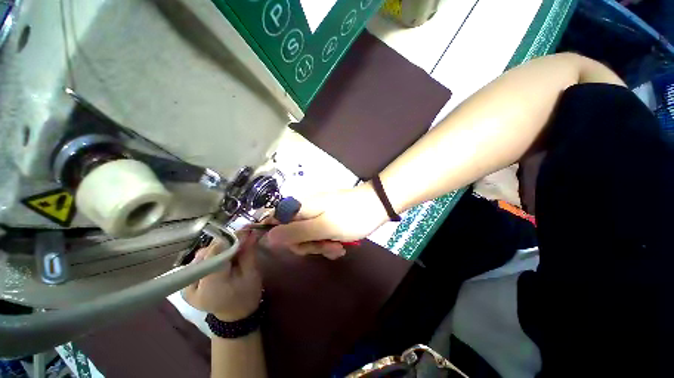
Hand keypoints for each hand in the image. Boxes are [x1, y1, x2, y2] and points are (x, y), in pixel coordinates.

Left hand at [183, 231, 262, 320]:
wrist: (235, 315)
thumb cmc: (247, 295)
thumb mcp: (252, 273)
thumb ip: (248, 252)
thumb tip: (249, 232)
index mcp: (211, 286)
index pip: (214, 254)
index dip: (229, 240)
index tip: (243, 233)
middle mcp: (192, 286)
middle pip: (206, 254)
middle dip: (224, 245)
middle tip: (239, 241)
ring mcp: (186, 287)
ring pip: (200, 256)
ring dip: (217, 250)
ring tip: (230, 253)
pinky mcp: (185, 286)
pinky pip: (197, 263)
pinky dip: (210, 257)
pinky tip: (220, 259)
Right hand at [264, 182, 388, 258]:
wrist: (377, 206)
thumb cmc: (351, 216)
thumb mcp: (323, 227)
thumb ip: (295, 232)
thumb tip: (268, 237)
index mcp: (301, 207)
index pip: (276, 220)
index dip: (283, 237)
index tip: (300, 246)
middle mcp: (306, 208)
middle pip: (294, 232)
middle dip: (309, 244)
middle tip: (326, 247)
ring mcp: (318, 213)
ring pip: (309, 235)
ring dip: (322, 245)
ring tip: (338, 249)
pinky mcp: (329, 218)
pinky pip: (321, 233)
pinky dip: (329, 242)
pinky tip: (341, 247)